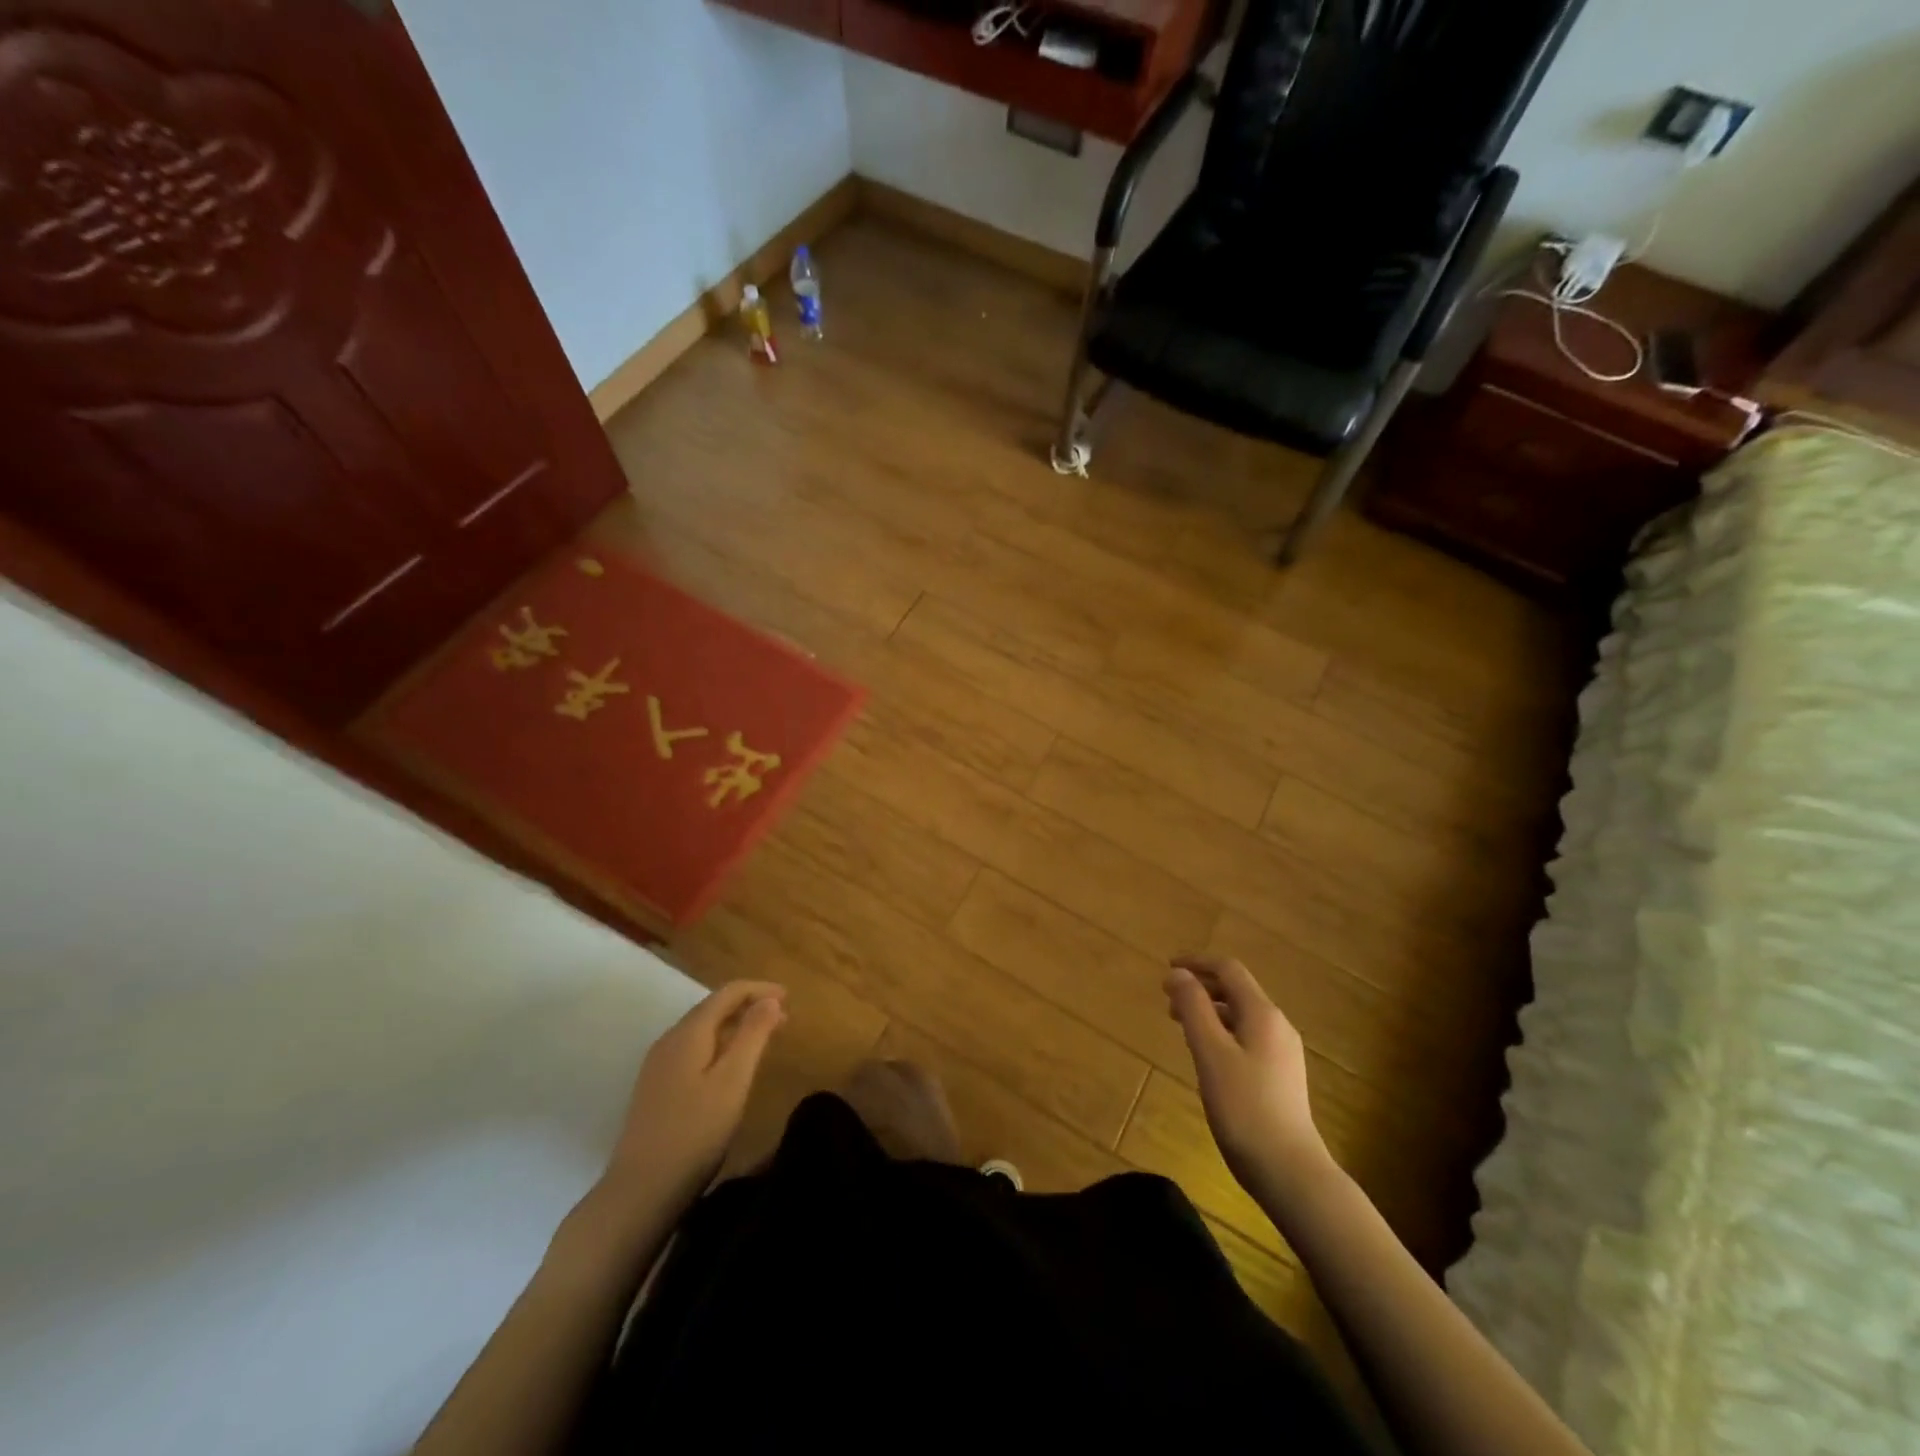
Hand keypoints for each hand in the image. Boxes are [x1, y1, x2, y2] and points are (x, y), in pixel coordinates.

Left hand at [604, 981, 787, 1207]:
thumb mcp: (733, 1081)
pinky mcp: (656, 1088)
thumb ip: (753, 1035)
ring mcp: (658, 1065)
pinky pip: (693, 1050)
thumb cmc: (695, 1132)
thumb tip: (769, 999)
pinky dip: (720, 1045)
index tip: (789, 998)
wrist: (640, 1191)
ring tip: (763, 1040)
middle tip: (783, 1019)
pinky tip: (731, 1067)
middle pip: (713, 1008)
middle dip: (750, 1007)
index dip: (760, 989)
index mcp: (689, 1033)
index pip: (728, 993)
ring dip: (736, 1027)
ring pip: (703, 1030)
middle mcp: (670, 1040)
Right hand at [1164, 955, 1330, 1195]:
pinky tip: (1206, 1055)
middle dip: (1201, 988)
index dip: (1197, 963)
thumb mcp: (1210, 1052)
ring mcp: (1282, 1052)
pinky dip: (1221, 1032)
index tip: (1167, 968)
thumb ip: (1193, 1008)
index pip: (1229, 969)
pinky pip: (1246, 1037)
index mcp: (1262, 1013)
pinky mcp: (1280, 1076)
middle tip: (1168, 999)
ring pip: (1240, 1015)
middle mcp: (1277, 1025)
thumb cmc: (1244, 1107)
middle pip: (1236, 990)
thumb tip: (1177, 973)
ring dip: (1209, 1011)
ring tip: (1180, 1025)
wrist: (1289, 1170)